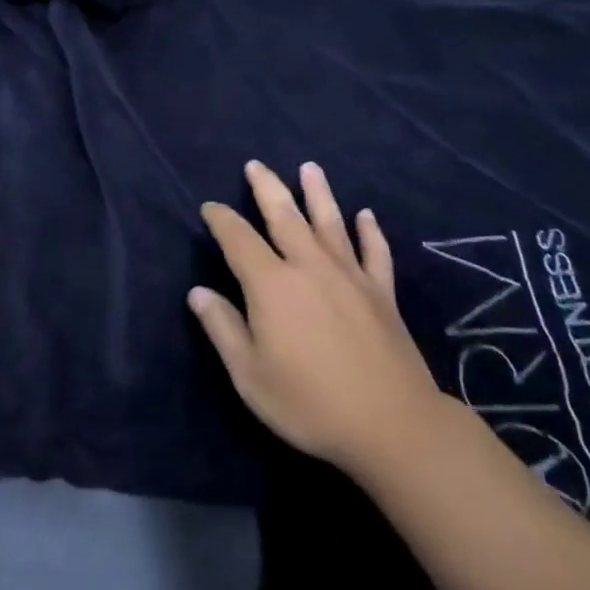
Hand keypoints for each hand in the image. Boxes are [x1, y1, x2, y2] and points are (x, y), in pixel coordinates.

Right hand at [191, 161, 440, 475]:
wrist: (391, 424)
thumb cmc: (310, 403)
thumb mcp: (250, 376)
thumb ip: (222, 329)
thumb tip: (197, 291)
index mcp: (271, 284)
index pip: (238, 239)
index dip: (221, 219)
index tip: (210, 207)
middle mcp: (309, 265)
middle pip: (284, 215)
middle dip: (267, 187)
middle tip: (255, 164)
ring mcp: (349, 274)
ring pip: (330, 221)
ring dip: (318, 192)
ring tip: (309, 167)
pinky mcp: (381, 291)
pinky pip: (375, 251)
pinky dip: (370, 230)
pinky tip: (366, 215)